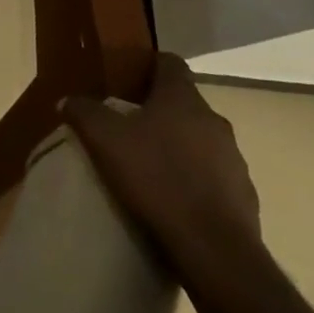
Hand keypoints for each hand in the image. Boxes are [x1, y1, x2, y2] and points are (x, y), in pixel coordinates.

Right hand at [64, 52, 261, 266]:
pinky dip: (195, 179)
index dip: (148, 65)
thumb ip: (84, 112)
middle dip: (159, 110)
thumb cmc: (156, 178)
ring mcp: (235, 159)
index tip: (127, 79)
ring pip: (201, 140)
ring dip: (179, 146)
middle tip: (129, 125)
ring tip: (150, 165)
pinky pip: (214, 176)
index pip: (170, 63)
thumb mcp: (104, 139)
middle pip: (184, 103)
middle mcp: (214, 121)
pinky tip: (174, 198)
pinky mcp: (244, 195)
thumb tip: (68, 100)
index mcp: (183, 99)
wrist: (214, 249)